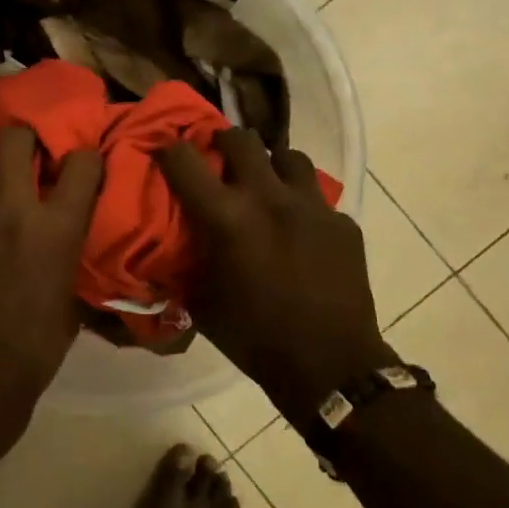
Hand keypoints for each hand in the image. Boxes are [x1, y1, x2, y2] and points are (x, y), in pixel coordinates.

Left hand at [0, 127, 102, 453]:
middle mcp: (12, 210)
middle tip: (27, 151)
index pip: (82, 163)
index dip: (86, 157)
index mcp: (56, 227)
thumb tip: (67, 242)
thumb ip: (68, 257)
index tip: (83, 163)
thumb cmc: (35, 349)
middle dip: (24, 137)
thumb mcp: (69, 301)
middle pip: (14, 139)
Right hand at [160, 130, 394, 422]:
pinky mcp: (343, 223)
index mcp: (226, 217)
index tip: (164, 152)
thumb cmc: (254, 338)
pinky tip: (300, 230)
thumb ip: (183, 264)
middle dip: (224, 143)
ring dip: (271, 166)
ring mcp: (312, 206)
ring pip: (288, 157)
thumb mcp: (201, 302)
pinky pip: (317, 197)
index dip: (168, 149)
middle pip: (241, 140)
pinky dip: (302, 205)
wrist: (329, 367)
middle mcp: (268, 198)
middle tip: (219, 160)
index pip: (184, 159)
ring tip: (266, 186)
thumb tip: (166, 248)